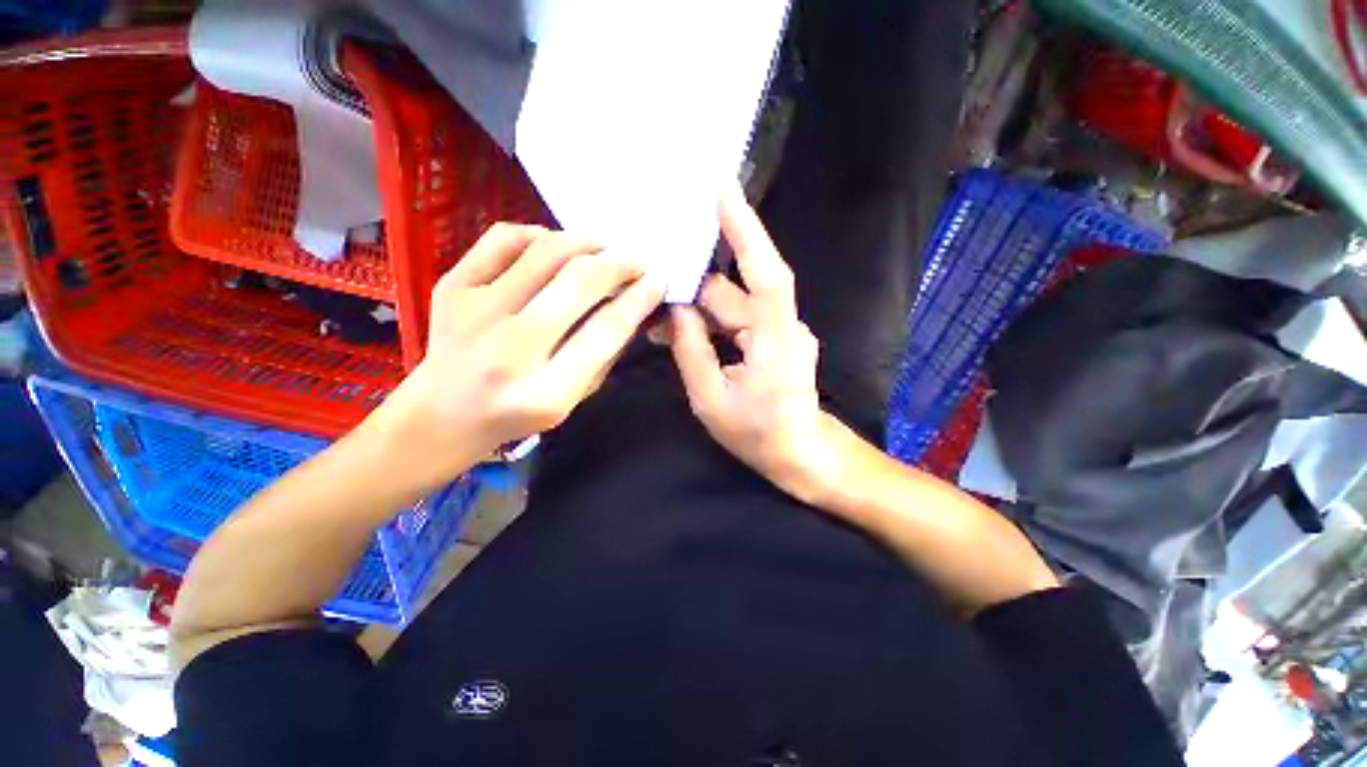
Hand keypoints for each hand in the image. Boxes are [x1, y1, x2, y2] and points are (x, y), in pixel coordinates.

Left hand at [368, 223, 664, 489]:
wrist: (440, 415)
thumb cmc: (515, 417)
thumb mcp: (572, 400)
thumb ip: (603, 355)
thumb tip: (631, 307)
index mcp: (547, 390)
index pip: (606, 330)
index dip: (639, 299)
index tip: (657, 281)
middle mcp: (511, 348)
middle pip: (579, 282)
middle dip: (619, 264)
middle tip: (635, 261)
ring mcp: (475, 312)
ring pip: (545, 252)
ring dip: (585, 243)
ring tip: (602, 249)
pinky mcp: (451, 287)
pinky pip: (504, 239)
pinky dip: (538, 234)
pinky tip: (553, 246)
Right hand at [665, 190, 846, 503]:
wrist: (799, 453)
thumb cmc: (757, 434)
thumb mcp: (710, 399)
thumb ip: (690, 350)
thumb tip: (675, 310)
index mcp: (774, 340)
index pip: (764, 274)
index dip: (745, 231)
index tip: (723, 192)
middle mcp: (783, 325)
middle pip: (733, 291)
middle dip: (692, 287)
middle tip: (652, 279)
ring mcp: (781, 330)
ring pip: (733, 305)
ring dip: (698, 309)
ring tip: (659, 319)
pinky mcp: (775, 337)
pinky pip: (738, 318)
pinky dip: (711, 322)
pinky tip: (683, 330)